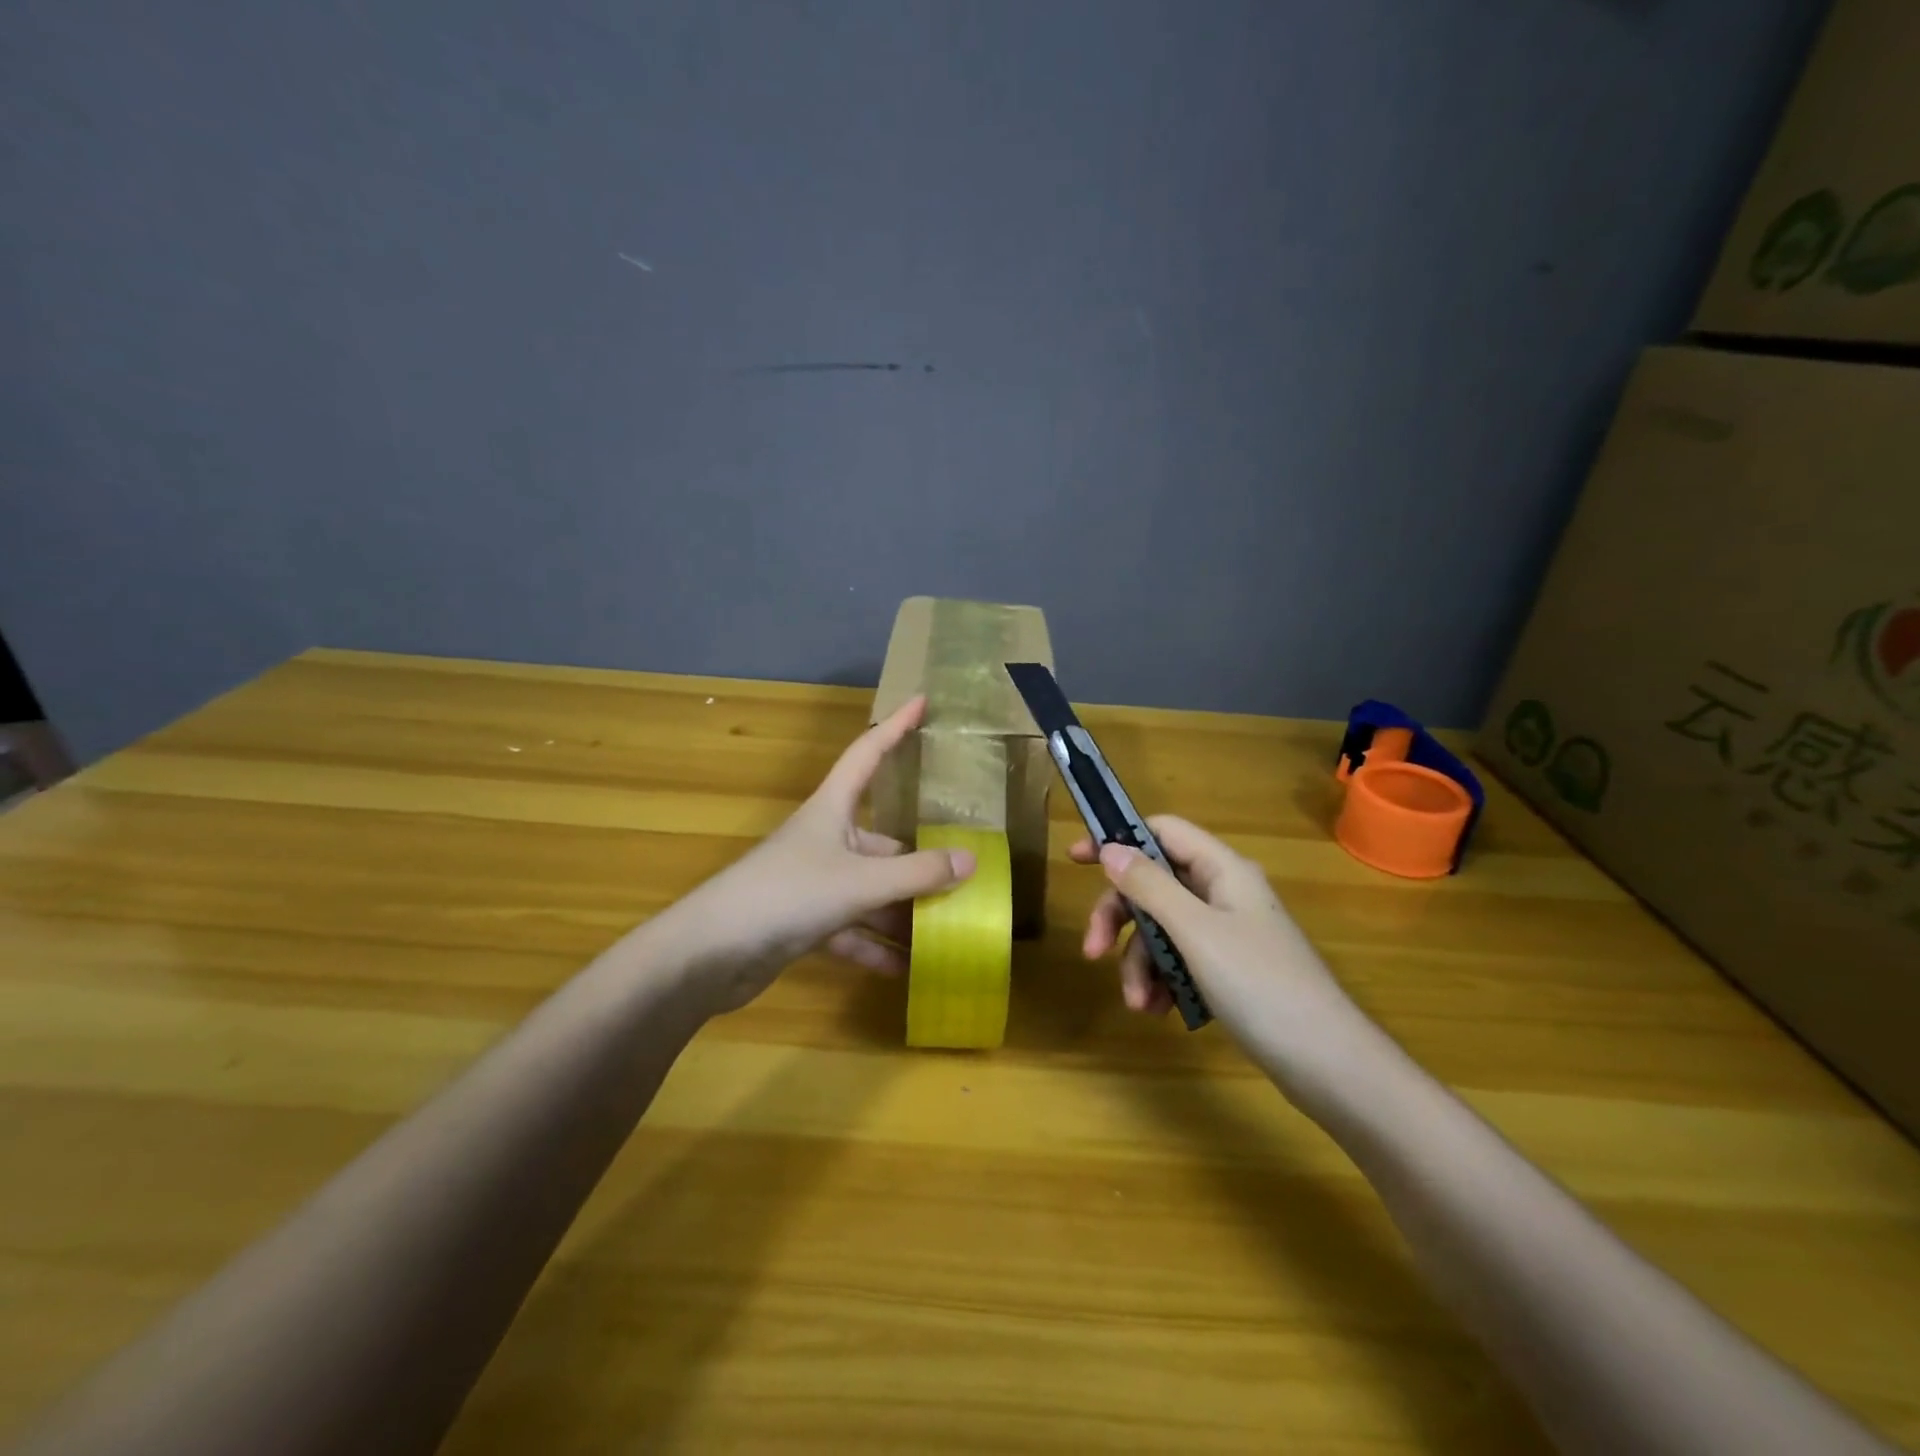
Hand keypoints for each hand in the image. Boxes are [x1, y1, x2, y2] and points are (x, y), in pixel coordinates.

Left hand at [656, 695, 974, 1014]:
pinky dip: (875, 946)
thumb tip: (972, 861)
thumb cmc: (787, 894)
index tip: (922, 701)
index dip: (895, 726)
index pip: (868, 753)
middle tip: (964, 873)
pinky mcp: (803, 922)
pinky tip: (906, 969)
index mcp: (832, 810)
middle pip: (882, 840)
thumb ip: (917, 873)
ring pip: (870, 890)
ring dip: (902, 911)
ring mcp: (813, 882)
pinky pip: (851, 929)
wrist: (709, 954)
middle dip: (919, 860)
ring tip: (946, 929)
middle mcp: (825, 839)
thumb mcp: (860, 881)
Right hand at [1070, 816, 1360, 1067]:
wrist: (1330, 1065)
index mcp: (1223, 870)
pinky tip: (1160, 1012)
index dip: (1119, 840)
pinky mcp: (1231, 971)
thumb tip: (1111, 848)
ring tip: (1139, 1004)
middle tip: (1093, 953)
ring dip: (1141, 963)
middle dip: (1121, 920)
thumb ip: (1150, 887)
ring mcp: (1229, 934)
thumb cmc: (1261, 985)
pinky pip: (1181, 961)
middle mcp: (1224, 894)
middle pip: (1155, 887)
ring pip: (1163, 930)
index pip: (1163, 832)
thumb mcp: (1196, 932)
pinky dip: (1164, 982)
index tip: (1077, 860)